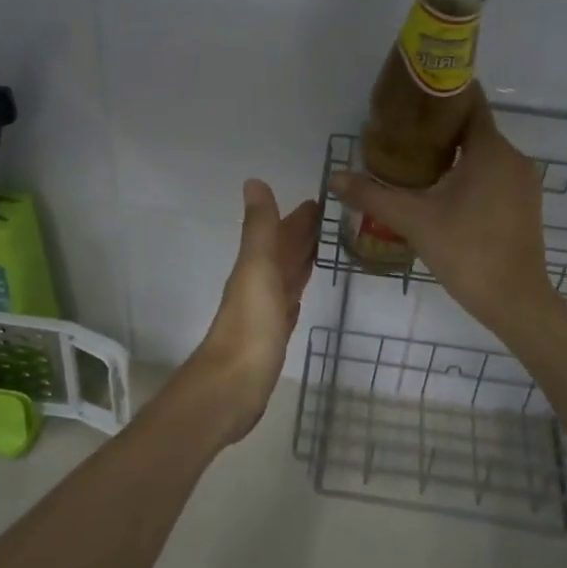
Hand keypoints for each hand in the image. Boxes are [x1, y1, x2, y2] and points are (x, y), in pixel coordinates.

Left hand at [174, 179, 319, 445]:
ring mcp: (266, 310)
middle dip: (304, 234)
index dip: (299, 216)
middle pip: (285, 251)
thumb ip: (259, 228)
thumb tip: (254, 181)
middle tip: (334, 218)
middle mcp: (260, 283)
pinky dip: (298, 290)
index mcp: (256, 265)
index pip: (281, 232)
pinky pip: (289, 302)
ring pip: (288, 275)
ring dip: (303, 259)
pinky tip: (303, 291)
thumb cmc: (250, 326)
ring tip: (326, 246)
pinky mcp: (274, 335)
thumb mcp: (257, 269)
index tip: (323, 199)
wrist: (232, 387)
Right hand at [329, 86, 558, 338]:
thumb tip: (334, 177)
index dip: (440, 95)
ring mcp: (523, 182)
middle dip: (439, 127)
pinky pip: (494, 174)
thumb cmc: (466, 251)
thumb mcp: (413, 220)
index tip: (410, 96)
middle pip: (474, 128)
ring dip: (454, 153)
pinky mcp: (525, 204)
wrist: (515, 302)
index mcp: (490, 150)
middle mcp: (513, 158)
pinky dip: (470, 173)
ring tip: (414, 160)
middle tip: (401, 133)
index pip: (469, 102)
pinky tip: (442, 190)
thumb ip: (372, 195)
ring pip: (484, 153)